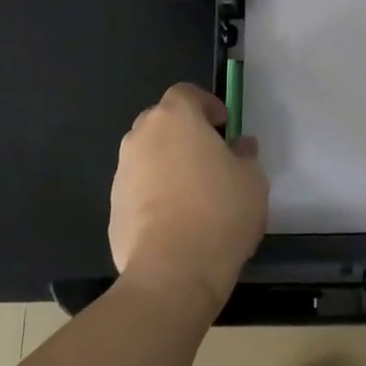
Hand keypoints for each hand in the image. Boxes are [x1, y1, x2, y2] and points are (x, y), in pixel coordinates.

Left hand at [110, 82, 267, 320]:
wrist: (173, 272)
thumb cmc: (220, 211)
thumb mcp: (252, 178)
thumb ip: (245, 154)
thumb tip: (239, 145)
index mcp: (175, 118)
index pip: (186, 93)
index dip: (206, 104)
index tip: (224, 125)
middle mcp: (141, 137)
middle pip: (161, 122)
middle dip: (183, 132)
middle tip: (209, 156)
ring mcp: (122, 173)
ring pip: (147, 156)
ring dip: (167, 164)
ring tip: (193, 193)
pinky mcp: (112, 208)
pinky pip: (138, 189)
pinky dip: (154, 195)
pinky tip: (175, 221)